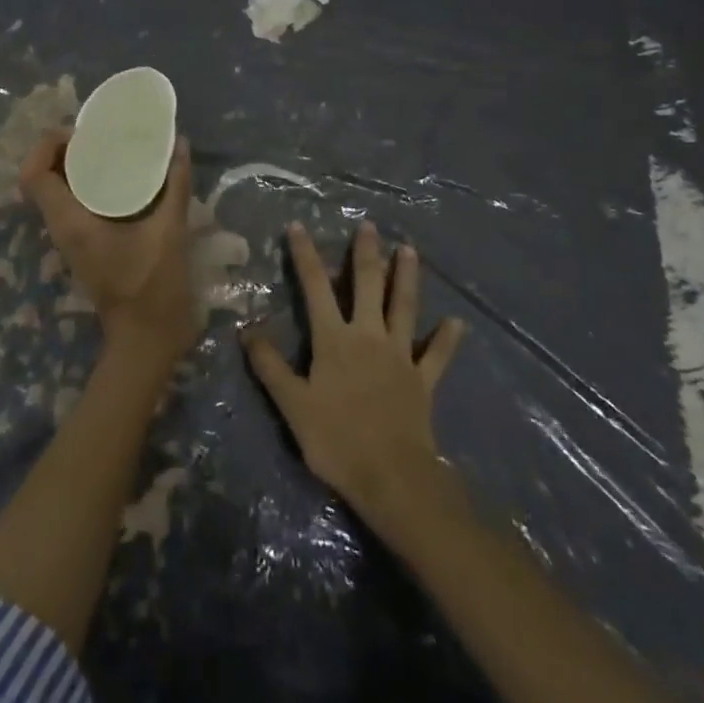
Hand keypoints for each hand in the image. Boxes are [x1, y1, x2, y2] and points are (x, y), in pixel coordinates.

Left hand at [19, 129, 196, 369]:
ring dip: (74, 167)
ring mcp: (71, 239)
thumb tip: (180, 144)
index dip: (47, 145)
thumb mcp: (169, 231)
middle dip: (62, 151)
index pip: (34, 175)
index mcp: (71, 222)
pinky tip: (120, 179)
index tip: (81, 133)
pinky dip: (87, 186)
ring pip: (56, 192)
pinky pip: (74, 205)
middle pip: (42, 178)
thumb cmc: (153, 287)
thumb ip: (175, 186)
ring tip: (109, 150)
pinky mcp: (85, 246)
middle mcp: (62, 228)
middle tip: (98, 136)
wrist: (147, 340)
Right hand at [243, 222, 464, 523]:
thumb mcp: (292, 404)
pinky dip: (447, 339)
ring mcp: (400, 356)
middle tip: (369, 225)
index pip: (316, 287)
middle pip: (367, 286)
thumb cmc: (336, 439)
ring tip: (409, 250)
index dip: (306, 255)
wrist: (391, 477)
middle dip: (365, 254)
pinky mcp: (422, 380)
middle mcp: (368, 336)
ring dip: (406, 278)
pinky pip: (437, 356)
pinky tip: (457, 323)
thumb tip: (246, 330)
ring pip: (404, 308)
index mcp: (334, 339)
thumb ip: (270, 366)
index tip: (298, 226)